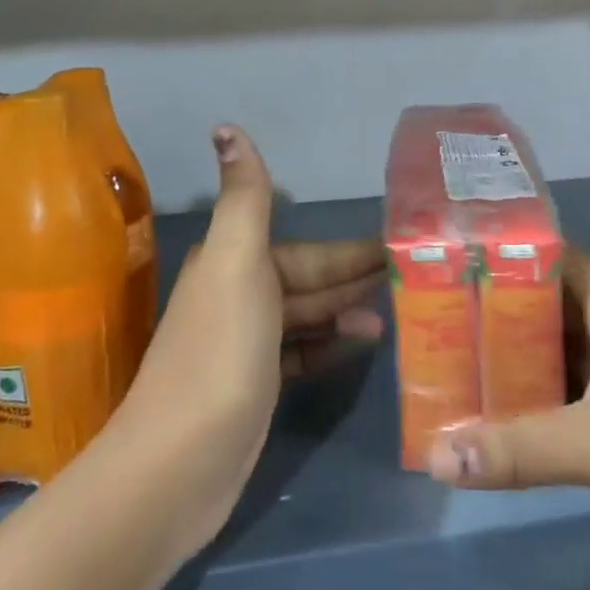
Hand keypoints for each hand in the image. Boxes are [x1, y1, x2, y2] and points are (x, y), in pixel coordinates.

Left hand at [115, 125, 384, 551]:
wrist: (177, 464)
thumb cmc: (220, 352)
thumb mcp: (236, 263)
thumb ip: (245, 196)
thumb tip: (225, 125)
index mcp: (232, 262)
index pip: (305, 251)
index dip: (349, 249)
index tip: (398, 244)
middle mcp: (237, 296)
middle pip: (308, 281)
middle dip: (354, 279)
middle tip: (411, 278)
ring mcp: (245, 345)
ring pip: (307, 317)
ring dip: (346, 313)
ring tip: (394, 316)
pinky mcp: (253, 387)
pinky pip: (301, 354)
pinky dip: (329, 347)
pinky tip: (361, 348)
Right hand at [425, 248, 589, 585]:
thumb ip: (522, 447)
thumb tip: (437, 454)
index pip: (557, 257)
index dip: (511, 248)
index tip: (457, 252)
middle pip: (549, 306)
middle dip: (498, 308)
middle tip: (439, 311)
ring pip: (558, 353)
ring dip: (514, 356)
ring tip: (455, 357)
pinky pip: (570, 395)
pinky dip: (536, 399)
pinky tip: (499, 414)